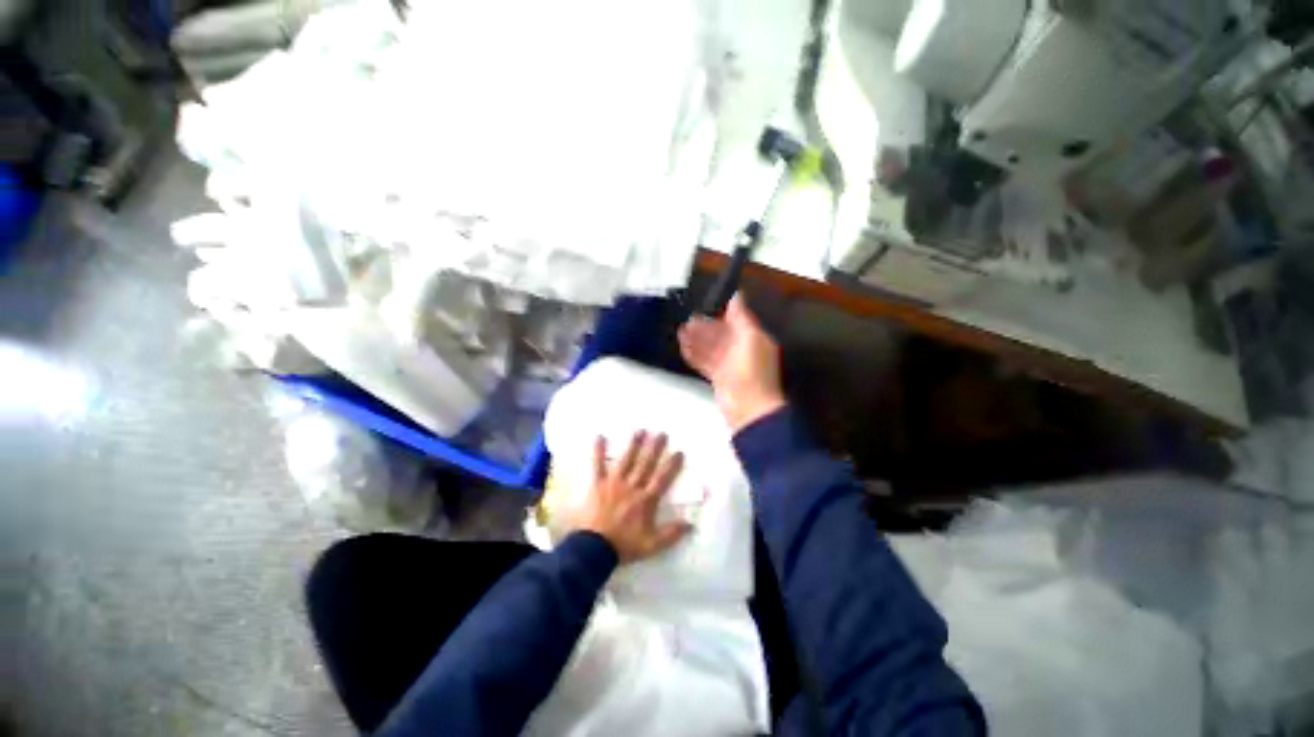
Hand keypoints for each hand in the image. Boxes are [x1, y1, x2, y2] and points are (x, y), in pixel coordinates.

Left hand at [573, 431, 690, 562]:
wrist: (594, 549)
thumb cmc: (624, 545)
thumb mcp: (652, 545)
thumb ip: (672, 534)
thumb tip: (691, 524)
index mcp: (646, 500)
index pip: (662, 478)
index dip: (672, 465)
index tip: (679, 451)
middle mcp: (632, 486)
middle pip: (646, 464)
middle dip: (655, 448)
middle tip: (662, 433)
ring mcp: (614, 483)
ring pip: (627, 460)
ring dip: (634, 445)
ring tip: (641, 430)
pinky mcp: (598, 484)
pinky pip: (598, 465)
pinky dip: (599, 451)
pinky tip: (600, 437)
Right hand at [678, 293, 785, 432]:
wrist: (748, 408)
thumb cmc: (752, 372)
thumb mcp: (749, 338)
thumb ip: (741, 317)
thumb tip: (737, 295)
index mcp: (754, 340)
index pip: (736, 323)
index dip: (720, 316)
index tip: (703, 310)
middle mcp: (743, 351)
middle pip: (721, 335)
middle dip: (704, 329)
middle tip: (687, 322)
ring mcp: (730, 366)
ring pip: (711, 349)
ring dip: (696, 341)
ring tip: (681, 333)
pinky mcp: (719, 379)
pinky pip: (705, 363)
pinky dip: (695, 356)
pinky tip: (684, 349)